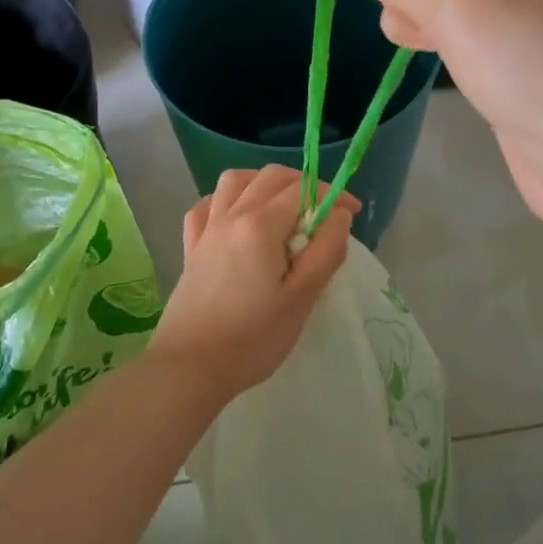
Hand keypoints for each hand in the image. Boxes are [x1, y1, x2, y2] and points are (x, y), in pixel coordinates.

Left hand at [151, 166, 357, 400]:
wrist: (189, 366)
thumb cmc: (252, 338)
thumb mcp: (302, 298)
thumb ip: (325, 250)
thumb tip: (338, 215)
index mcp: (260, 224)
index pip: (303, 189)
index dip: (333, 194)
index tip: (353, 213)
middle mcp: (231, 214)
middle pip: (270, 176)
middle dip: (303, 184)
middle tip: (324, 212)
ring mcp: (206, 229)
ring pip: (234, 180)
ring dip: (263, 183)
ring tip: (283, 208)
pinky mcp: (191, 247)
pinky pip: (208, 205)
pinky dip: (227, 200)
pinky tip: (238, 219)